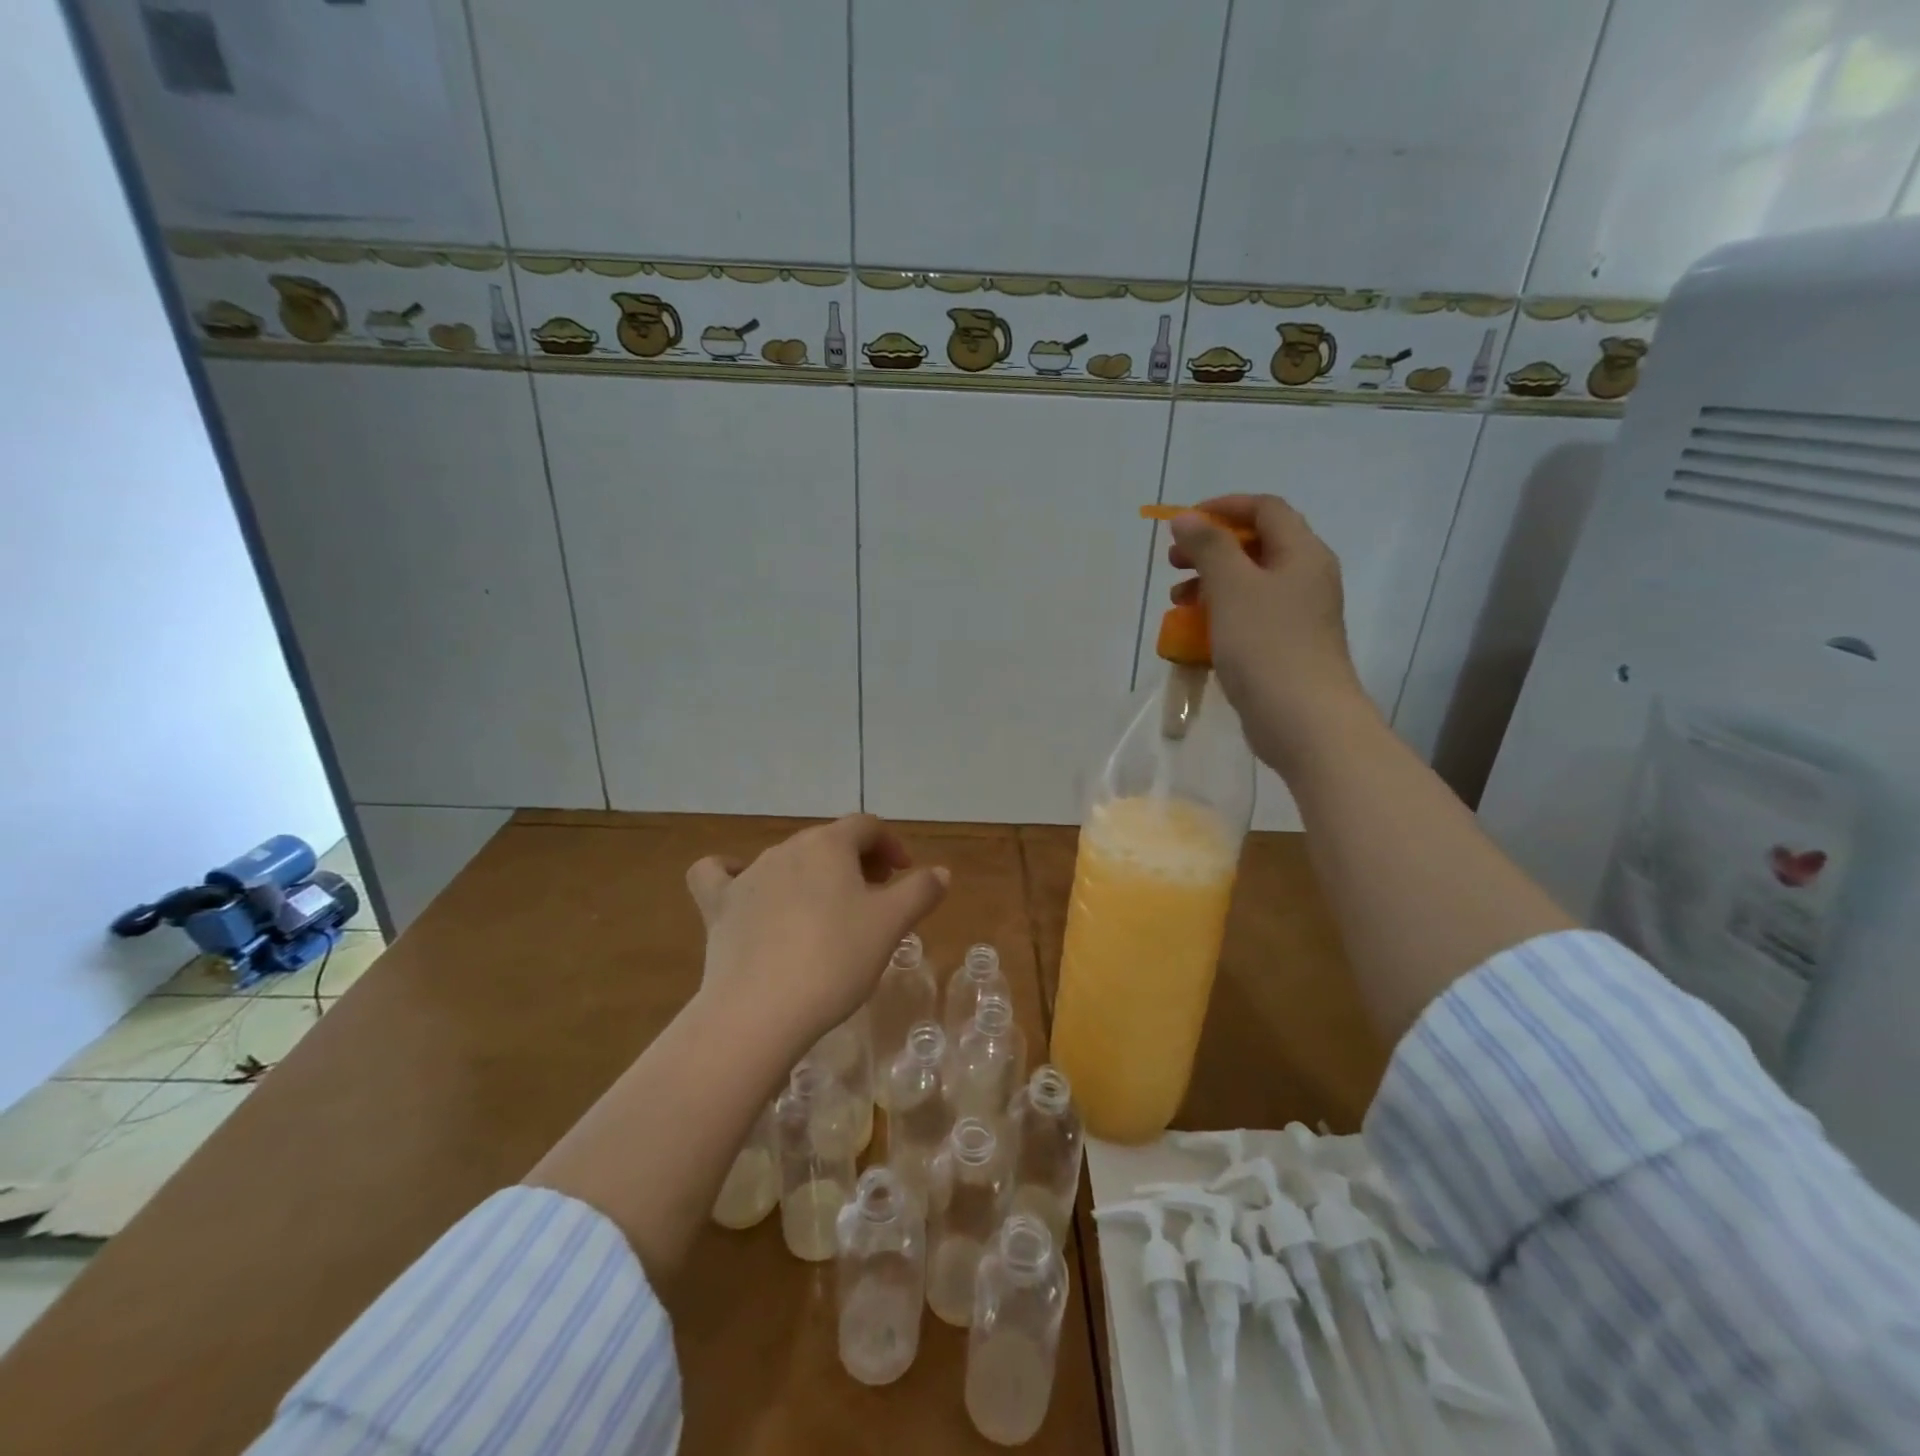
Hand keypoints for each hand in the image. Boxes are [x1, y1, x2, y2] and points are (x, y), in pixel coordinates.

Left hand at [685, 815, 948, 1052]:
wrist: (760, 1010)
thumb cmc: (835, 959)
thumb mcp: (891, 925)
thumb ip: (920, 891)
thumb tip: (940, 871)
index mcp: (830, 845)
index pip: (867, 826)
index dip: (891, 845)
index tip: (904, 875)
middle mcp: (787, 848)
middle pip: (829, 841)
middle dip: (857, 862)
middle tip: (875, 898)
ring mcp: (748, 875)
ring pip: (788, 860)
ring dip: (814, 875)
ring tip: (828, 912)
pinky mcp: (719, 906)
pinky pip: (719, 875)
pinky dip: (733, 875)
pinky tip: (745, 891)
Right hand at [1168, 493, 1377, 772]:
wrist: (1303, 719)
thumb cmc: (1267, 645)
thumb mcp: (1232, 587)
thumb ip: (1209, 547)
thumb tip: (1187, 519)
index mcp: (1302, 553)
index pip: (1265, 509)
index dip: (1223, 508)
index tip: (1183, 523)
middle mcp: (1306, 577)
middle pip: (1256, 545)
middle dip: (1211, 549)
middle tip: (1174, 563)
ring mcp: (1298, 615)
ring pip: (1250, 584)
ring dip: (1211, 584)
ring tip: (1177, 601)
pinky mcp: (1286, 647)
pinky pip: (1250, 616)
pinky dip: (1221, 614)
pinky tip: (1196, 634)